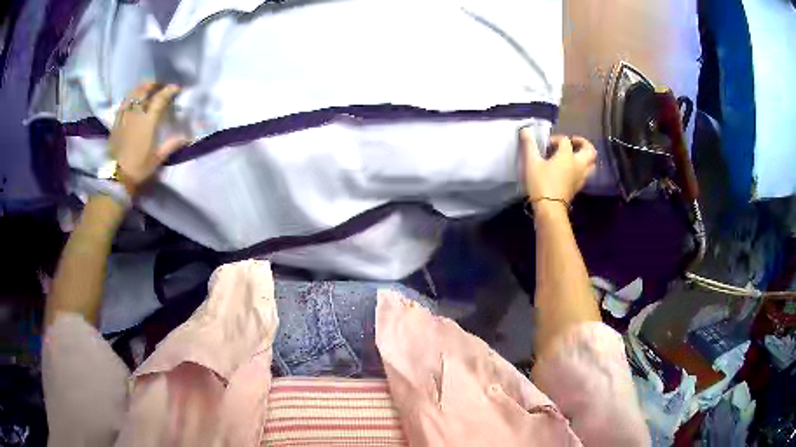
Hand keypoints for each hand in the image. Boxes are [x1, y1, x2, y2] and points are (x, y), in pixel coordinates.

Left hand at [109, 82, 187, 194]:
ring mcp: (124, 116)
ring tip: (146, 89)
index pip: (160, 98)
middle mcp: (135, 114)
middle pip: (144, 90)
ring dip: (140, 88)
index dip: (169, 90)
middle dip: (153, 84)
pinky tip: (132, 101)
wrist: (116, 177)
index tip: (176, 88)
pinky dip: (130, 98)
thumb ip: (171, 144)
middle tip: (160, 85)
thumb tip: (187, 137)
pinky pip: (123, 104)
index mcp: (148, 121)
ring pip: (132, 94)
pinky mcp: (115, 123)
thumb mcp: (157, 159)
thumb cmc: (138, 168)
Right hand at [520, 130, 596, 205]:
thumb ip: (529, 145)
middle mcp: (578, 164)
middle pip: (590, 151)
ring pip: (591, 164)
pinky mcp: (578, 188)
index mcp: (567, 155)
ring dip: (585, 157)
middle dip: (583, 143)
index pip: (565, 140)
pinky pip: (585, 174)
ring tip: (575, 156)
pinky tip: (571, 170)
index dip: (555, 139)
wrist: (549, 208)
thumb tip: (525, 130)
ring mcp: (580, 177)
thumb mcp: (531, 162)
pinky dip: (581, 169)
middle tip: (573, 142)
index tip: (545, 145)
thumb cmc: (541, 183)